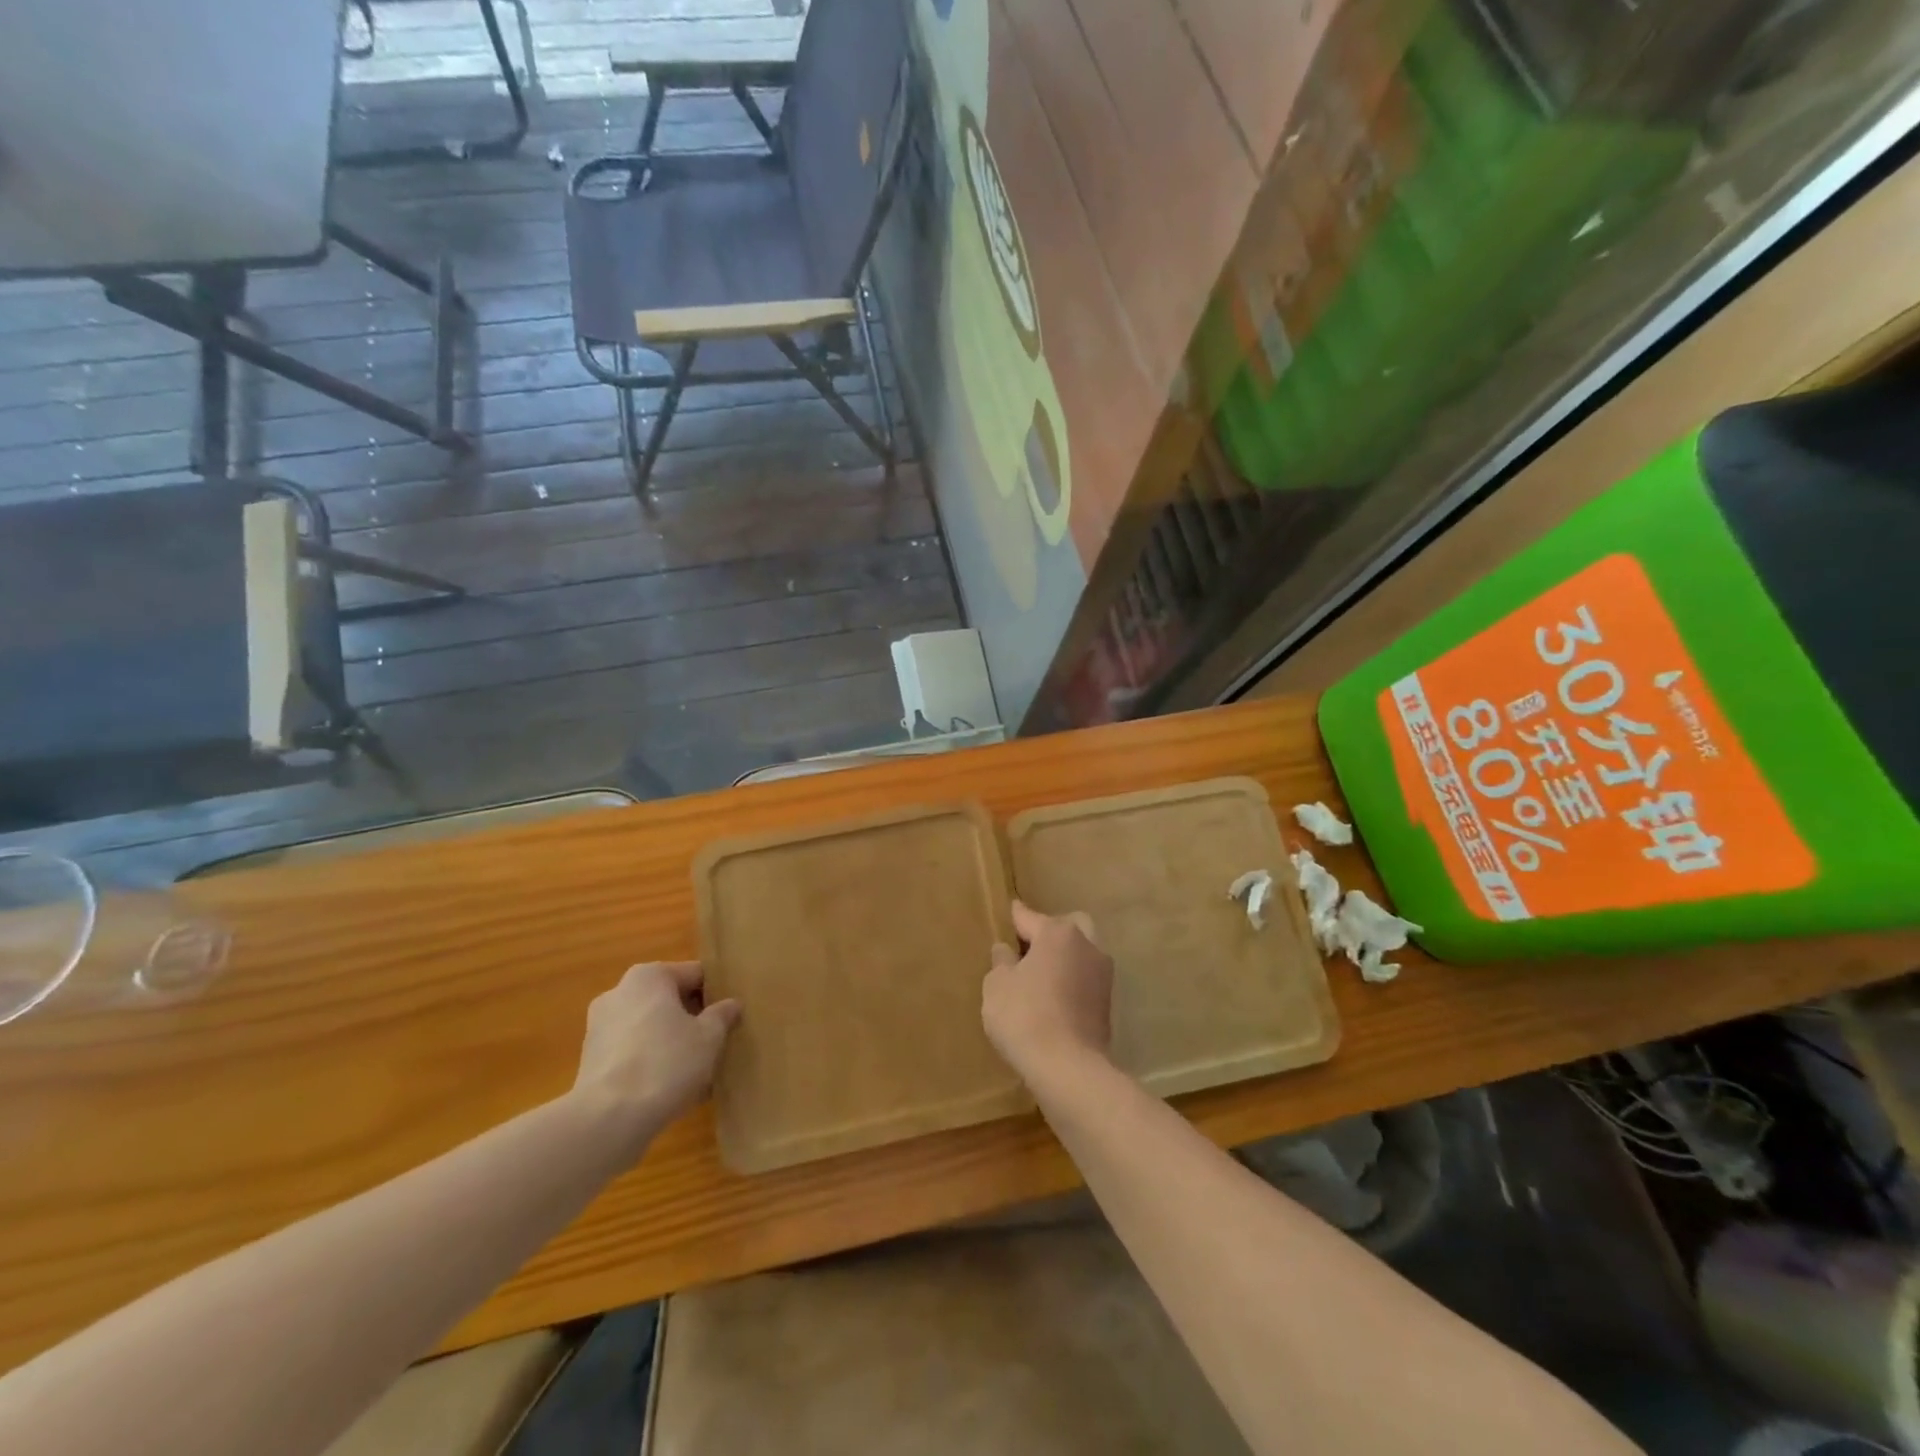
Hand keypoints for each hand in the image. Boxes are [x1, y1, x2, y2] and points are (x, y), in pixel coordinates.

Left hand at [571, 963, 740, 1137]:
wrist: (608, 1120)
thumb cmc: (666, 1063)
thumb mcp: (710, 1037)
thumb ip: (722, 1015)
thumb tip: (731, 1004)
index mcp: (649, 976)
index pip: (695, 975)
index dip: (717, 995)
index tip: (731, 1018)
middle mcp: (619, 993)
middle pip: (669, 1001)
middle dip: (693, 1020)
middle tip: (717, 1044)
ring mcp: (599, 1028)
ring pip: (650, 1029)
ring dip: (672, 1043)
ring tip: (697, 1073)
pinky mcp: (591, 1061)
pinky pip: (633, 1053)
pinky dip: (652, 1064)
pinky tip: (671, 1090)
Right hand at [982, 900, 1112, 1086]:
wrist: (1068, 1068)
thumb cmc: (1024, 1016)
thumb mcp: (997, 986)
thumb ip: (1001, 962)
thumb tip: (1006, 951)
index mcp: (1057, 933)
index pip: (1029, 917)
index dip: (1014, 916)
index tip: (1009, 911)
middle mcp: (1086, 945)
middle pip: (1067, 926)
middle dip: (1049, 932)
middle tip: (1027, 950)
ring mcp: (1102, 974)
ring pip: (1082, 952)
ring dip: (1064, 958)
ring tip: (1041, 975)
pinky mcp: (1108, 1003)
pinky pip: (1086, 979)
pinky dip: (1072, 981)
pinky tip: (1054, 997)